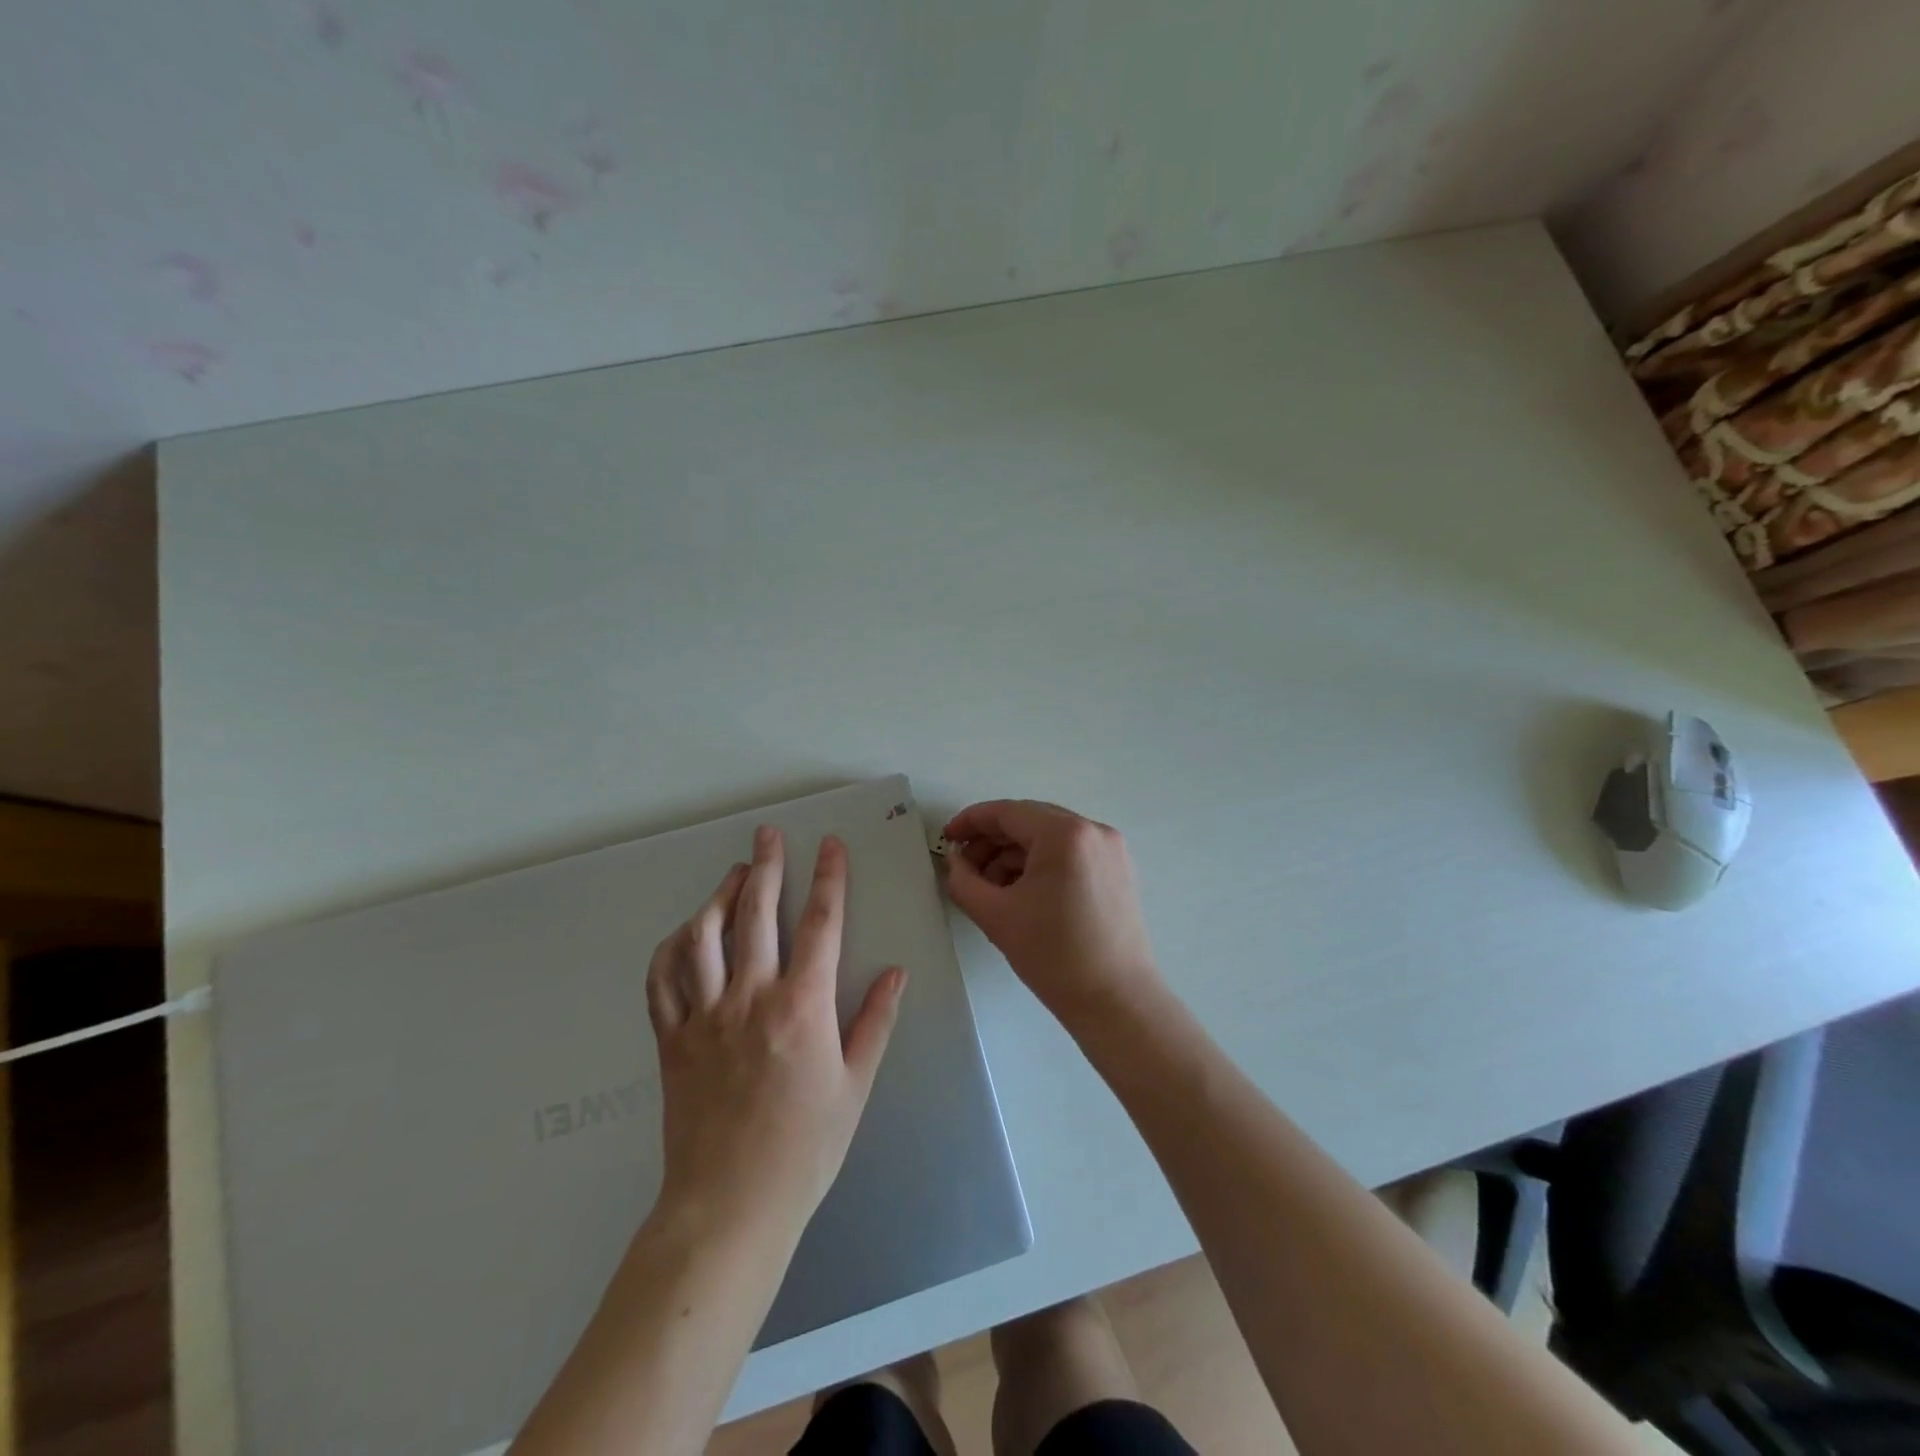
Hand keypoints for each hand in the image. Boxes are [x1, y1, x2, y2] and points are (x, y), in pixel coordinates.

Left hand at [646, 826, 904, 1238]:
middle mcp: (751, 998)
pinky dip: (672, 947)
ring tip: (735, 875)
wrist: (729, 1207)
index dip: (829, 877)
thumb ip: (875, 1021)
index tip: (829, 844)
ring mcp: (704, 1016)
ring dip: (720, 896)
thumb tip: (896, 971)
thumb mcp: (855, 1085)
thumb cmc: (805, 1148)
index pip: (821, 924)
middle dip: (767, 866)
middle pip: (758, 913)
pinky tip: (686, 933)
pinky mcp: (672, 1039)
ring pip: (704, 936)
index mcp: (803, 1006)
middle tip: (768, 835)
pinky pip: (663, 979)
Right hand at [941, 801, 1162, 1029]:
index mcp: (1065, 834)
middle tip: (964, 867)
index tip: (947, 838)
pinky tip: (1020, 892)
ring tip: (990, 887)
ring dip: (1015, 854)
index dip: (971, 822)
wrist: (1116, 1002)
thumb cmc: (1054, 956)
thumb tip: (956, 861)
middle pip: (1030, 820)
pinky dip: (1041, 864)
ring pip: (1049, 837)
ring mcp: (1110, 849)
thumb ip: (964, 880)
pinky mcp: (1118, 870)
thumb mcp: (996, 916)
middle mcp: (1092, 830)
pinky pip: (1070, 853)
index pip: (1007, 812)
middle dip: (992, 841)